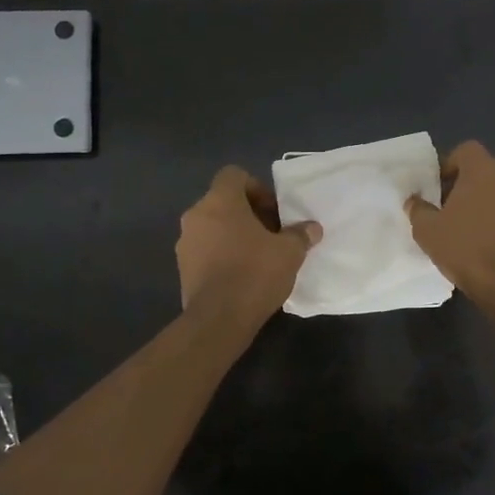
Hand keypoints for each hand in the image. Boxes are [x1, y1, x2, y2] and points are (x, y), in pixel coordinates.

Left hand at [177, 166, 320, 328]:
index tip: (274, 212)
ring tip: (258, 257)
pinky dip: (222, 255)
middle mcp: (196, 216)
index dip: (257, 188)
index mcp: (219, 201)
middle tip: (272, 235)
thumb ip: (300, 234)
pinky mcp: (182, 268)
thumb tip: (312, 228)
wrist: (218, 319)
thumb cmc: (254, 273)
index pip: (234, 175)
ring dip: (234, 235)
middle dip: (249, 215)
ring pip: (213, 227)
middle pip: (224, 202)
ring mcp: (185, 243)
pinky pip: (206, 250)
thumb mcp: (289, 252)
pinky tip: (242, 275)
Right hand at [405, 141, 494, 309]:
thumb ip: (418, 209)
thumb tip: (414, 201)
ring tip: (468, 227)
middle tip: (449, 209)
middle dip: (466, 184)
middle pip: (484, 169)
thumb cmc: (466, 249)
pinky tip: (487, 241)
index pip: (466, 150)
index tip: (437, 189)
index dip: (449, 165)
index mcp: (484, 169)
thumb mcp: (428, 231)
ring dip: (485, 201)